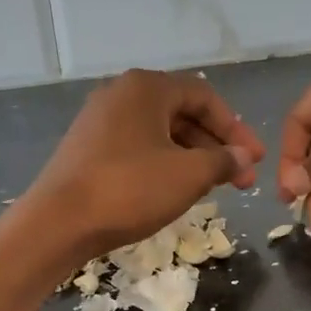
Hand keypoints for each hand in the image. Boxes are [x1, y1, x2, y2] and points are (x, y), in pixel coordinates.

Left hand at [19, 69, 265, 262]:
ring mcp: (99, 121)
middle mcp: (120, 94)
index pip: (204, 96)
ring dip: (192, 157)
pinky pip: (137, 148)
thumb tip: (242, 157)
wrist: (57, 223)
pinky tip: (174, 190)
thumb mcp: (188, 175)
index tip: (254, 160)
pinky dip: (163, 164)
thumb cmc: (129, 190)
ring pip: (159, 134)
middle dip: (216, 146)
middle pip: (182, 113)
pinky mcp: (87, 149)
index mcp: (146, 88)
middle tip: (241, 179)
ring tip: (213, 187)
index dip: (236, 128)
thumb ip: (222, 160)